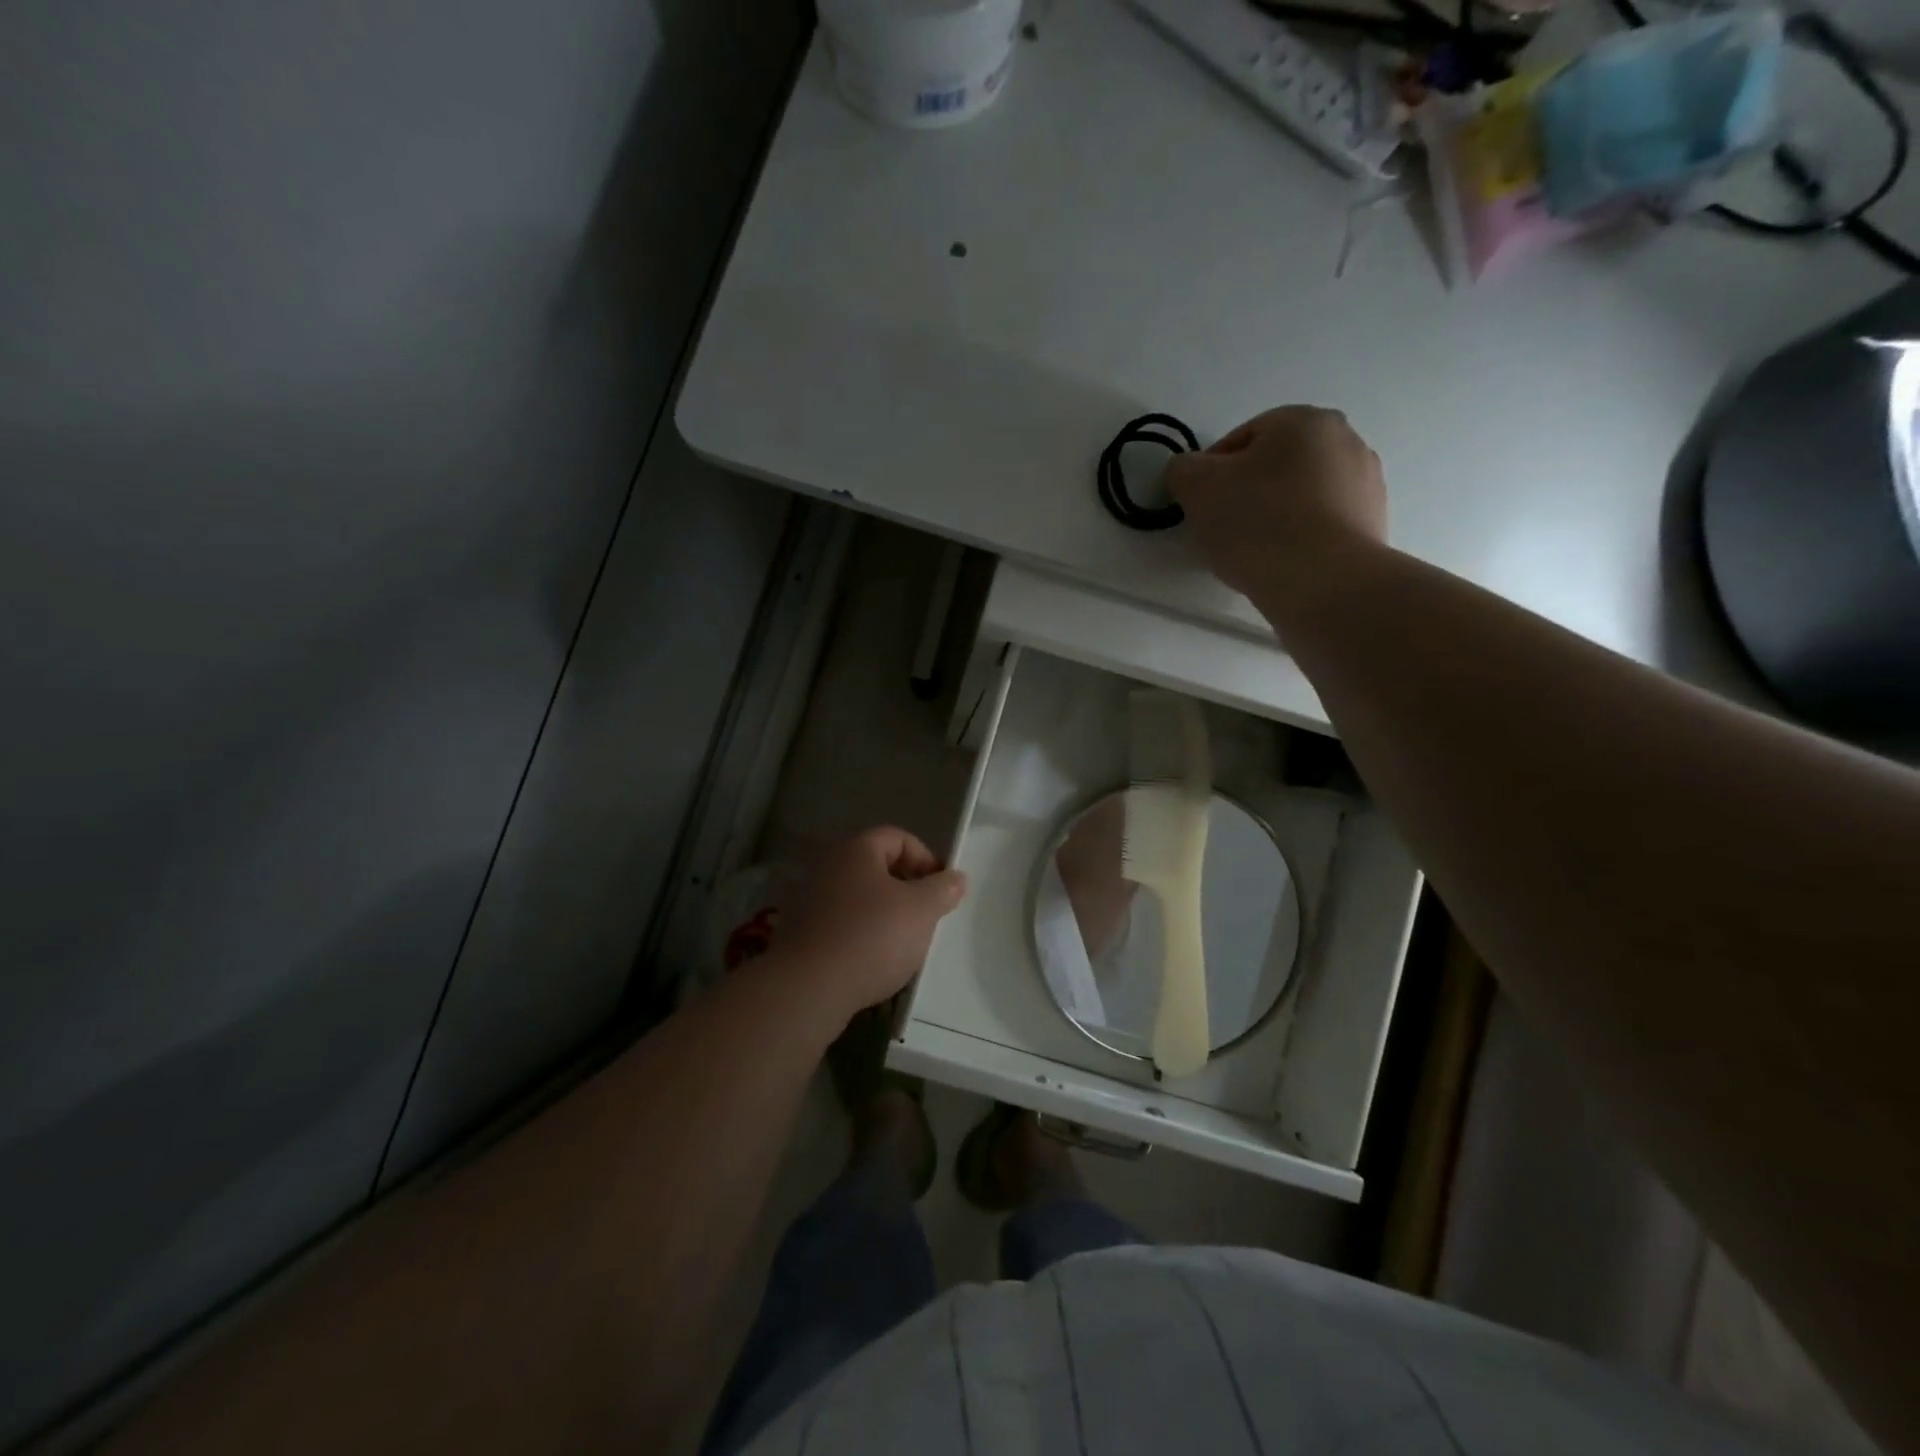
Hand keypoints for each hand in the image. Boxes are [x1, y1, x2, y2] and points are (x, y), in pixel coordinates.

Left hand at [776, 827, 967, 1022]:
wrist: (808, 988)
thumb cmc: (871, 937)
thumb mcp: (921, 911)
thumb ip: (942, 889)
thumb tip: (955, 878)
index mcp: (856, 849)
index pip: (898, 838)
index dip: (926, 858)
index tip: (943, 888)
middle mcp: (828, 865)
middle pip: (877, 866)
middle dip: (907, 887)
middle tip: (927, 914)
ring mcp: (809, 898)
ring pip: (859, 896)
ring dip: (884, 912)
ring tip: (904, 941)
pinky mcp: (801, 931)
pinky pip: (842, 922)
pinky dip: (861, 933)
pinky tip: (874, 959)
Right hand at [1165, 406, 1387, 618]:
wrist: (1323, 582)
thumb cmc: (1258, 522)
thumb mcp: (1197, 487)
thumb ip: (1184, 469)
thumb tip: (1190, 471)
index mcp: (1305, 420)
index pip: (1241, 439)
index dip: (1211, 473)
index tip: (1200, 507)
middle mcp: (1346, 441)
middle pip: (1275, 466)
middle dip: (1246, 493)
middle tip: (1223, 529)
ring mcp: (1366, 484)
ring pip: (1300, 496)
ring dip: (1274, 517)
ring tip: (1253, 553)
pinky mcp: (1373, 526)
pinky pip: (1322, 526)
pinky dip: (1300, 540)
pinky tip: (1282, 564)